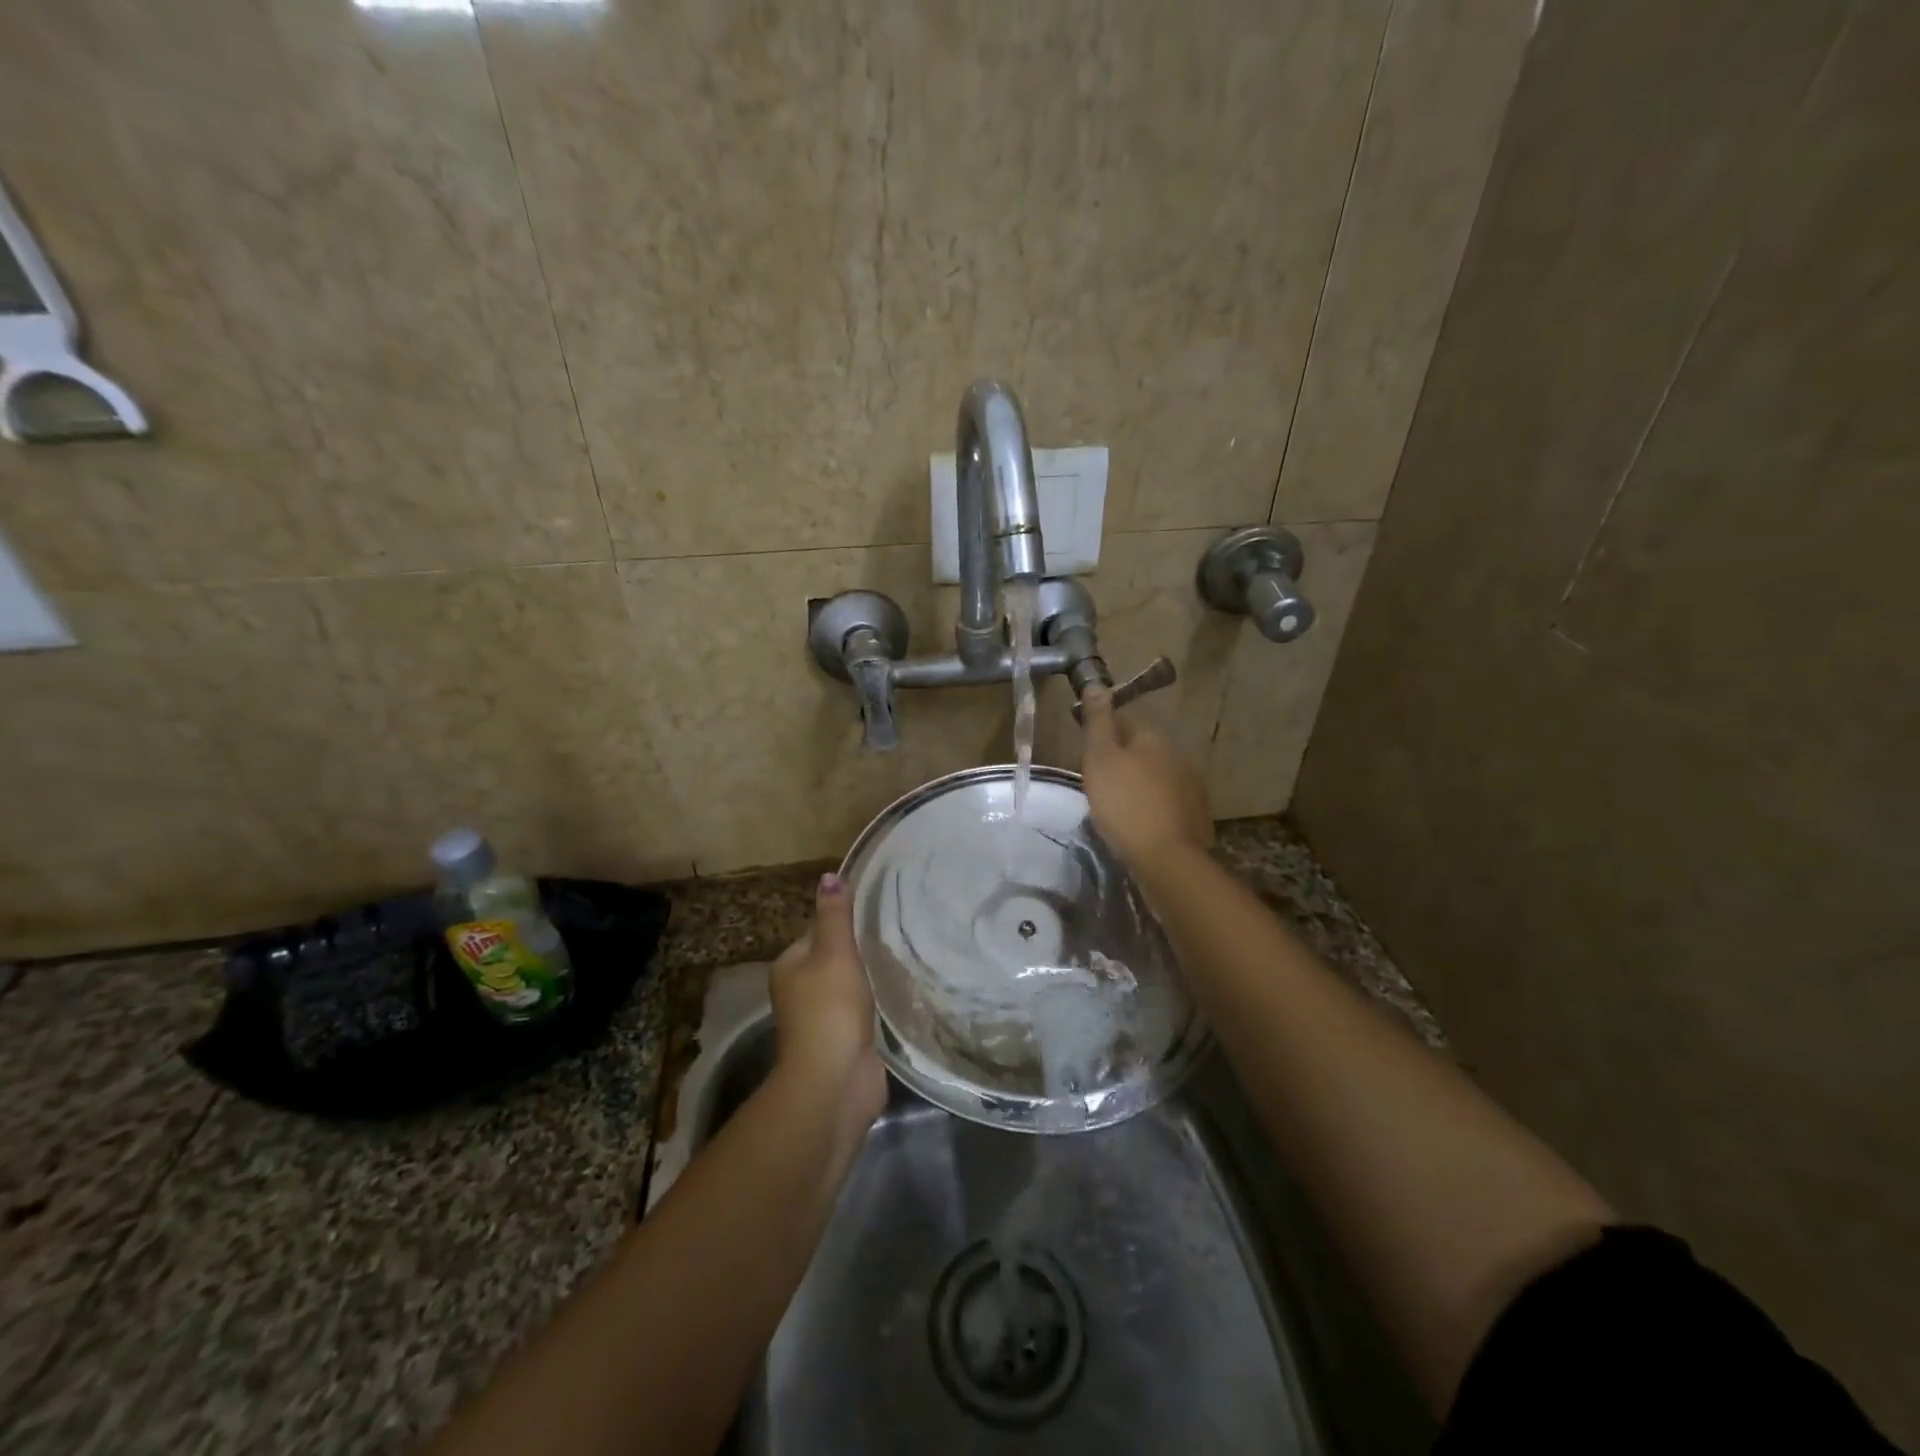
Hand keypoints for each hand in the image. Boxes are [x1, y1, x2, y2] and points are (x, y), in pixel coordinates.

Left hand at [769, 874, 886, 1128]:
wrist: (835, 1082)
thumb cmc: (830, 1009)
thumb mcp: (834, 952)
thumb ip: (835, 916)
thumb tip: (829, 875)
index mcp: (790, 965)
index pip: (819, 931)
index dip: (846, 922)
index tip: (880, 912)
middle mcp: (800, 990)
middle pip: (835, 959)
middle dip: (862, 951)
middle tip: (899, 934)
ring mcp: (822, 1019)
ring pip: (851, 986)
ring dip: (871, 978)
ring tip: (905, 959)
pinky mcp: (845, 1041)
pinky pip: (863, 1012)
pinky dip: (878, 1004)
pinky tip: (900, 993)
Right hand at [1079, 686, 1213, 876]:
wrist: (1166, 858)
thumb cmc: (1124, 803)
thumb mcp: (1100, 758)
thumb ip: (1098, 722)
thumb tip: (1097, 684)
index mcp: (1152, 738)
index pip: (1124, 721)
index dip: (1103, 732)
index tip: (1087, 753)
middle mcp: (1177, 754)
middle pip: (1142, 749)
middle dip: (1122, 760)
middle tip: (1098, 783)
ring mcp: (1190, 785)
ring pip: (1156, 775)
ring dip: (1138, 784)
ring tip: (1117, 805)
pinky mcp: (1195, 814)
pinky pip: (1166, 801)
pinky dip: (1153, 806)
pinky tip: (1140, 823)